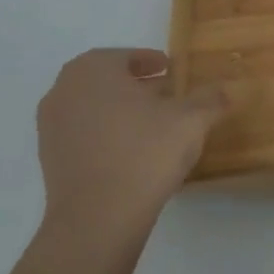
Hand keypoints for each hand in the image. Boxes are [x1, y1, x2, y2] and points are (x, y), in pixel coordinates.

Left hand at [34, 49, 230, 246]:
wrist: (97, 218)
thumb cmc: (144, 154)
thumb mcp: (191, 120)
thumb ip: (210, 99)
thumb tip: (225, 89)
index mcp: (95, 68)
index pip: (127, 56)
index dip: (152, 62)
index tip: (171, 70)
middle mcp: (65, 88)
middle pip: (106, 78)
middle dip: (134, 84)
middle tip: (163, 94)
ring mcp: (51, 124)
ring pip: (92, 105)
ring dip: (118, 108)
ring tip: (150, 124)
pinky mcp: (49, 156)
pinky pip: (82, 133)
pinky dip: (104, 133)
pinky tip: (130, 151)